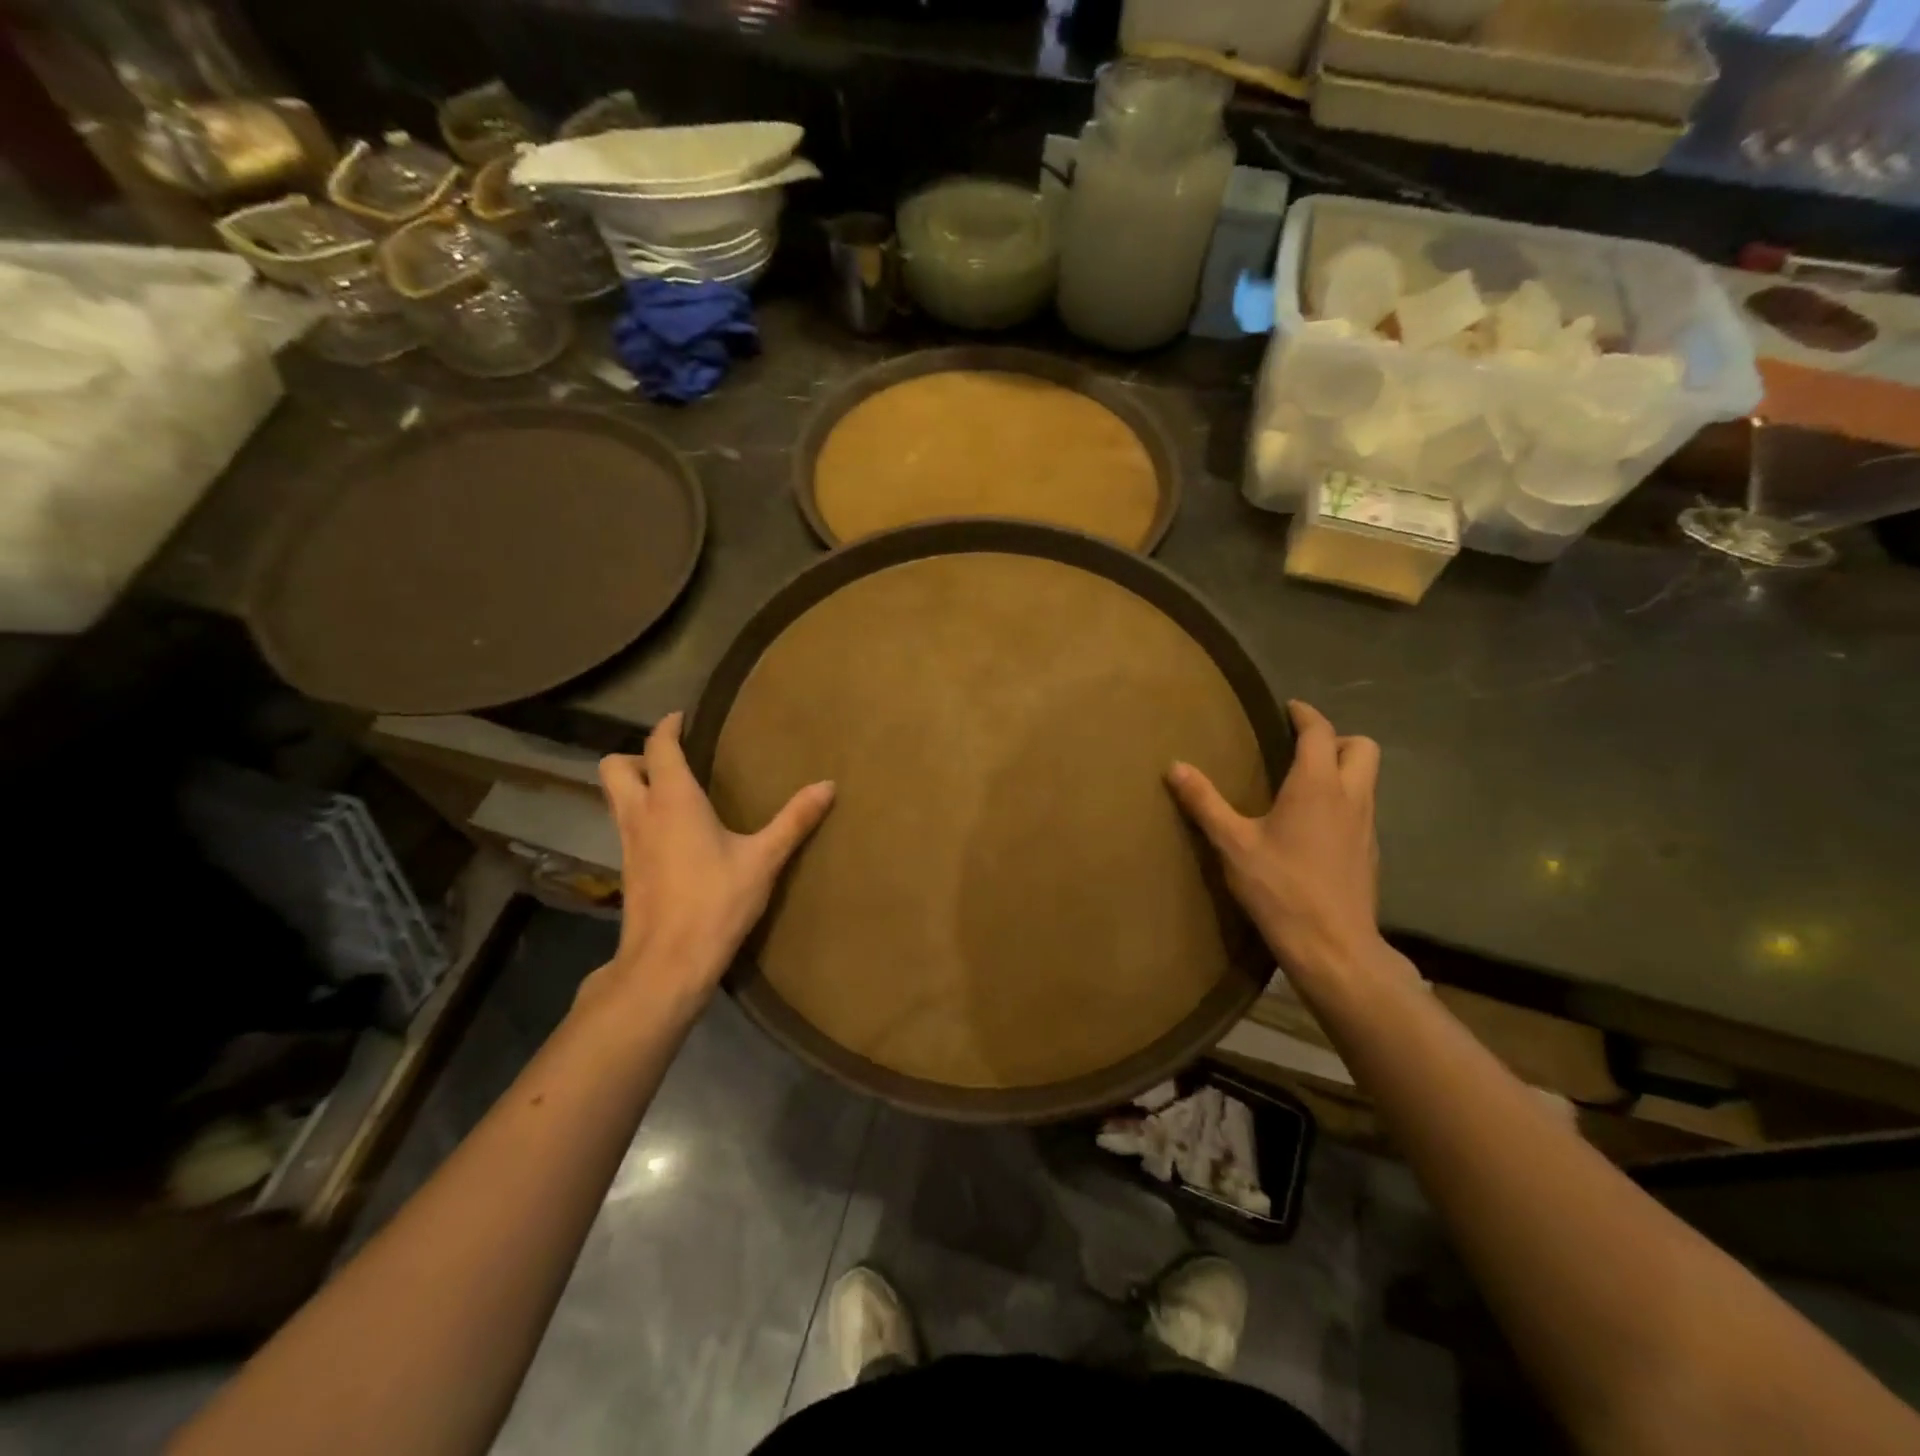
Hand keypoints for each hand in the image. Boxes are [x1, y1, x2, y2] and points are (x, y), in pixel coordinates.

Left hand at [590, 711, 833, 1008]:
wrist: (667, 962)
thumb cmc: (715, 902)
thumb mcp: (764, 860)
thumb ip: (795, 820)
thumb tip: (828, 785)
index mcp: (672, 800)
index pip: (659, 746)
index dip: (668, 726)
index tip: (683, 717)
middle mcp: (641, 813)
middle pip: (615, 767)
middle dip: (638, 755)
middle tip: (674, 762)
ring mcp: (628, 843)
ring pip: (614, 797)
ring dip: (635, 785)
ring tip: (675, 792)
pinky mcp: (627, 869)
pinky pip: (625, 825)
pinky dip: (640, 815)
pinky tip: (673, 834)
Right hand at [1168, 700, 1382, 983]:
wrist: (1333, 946)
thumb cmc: (1280, 888)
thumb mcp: (1232, 844)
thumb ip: (1205, 802)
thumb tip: (1175, 766)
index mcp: (1316, 785)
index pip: (1320, 732)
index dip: (1305, 715)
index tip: (1289, 708)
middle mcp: (1350, 796)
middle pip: (1362, 748)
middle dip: (1336, 738)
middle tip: (1301, 748)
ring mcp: (1366, 825)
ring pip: (1367, 778)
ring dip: (1343, 769)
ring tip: (1304, 783)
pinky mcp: (1370, 852)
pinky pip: (1363, 808)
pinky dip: (1344, 800)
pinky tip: (1315, 825)